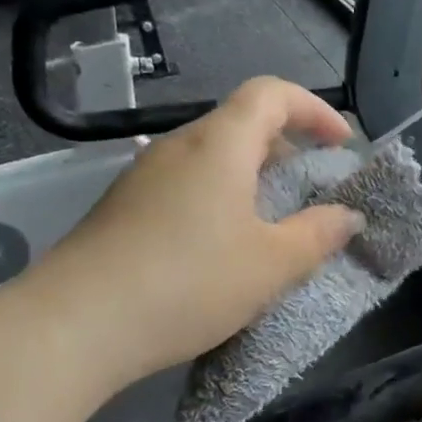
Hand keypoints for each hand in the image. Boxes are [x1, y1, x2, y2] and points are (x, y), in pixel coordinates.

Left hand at [24, 77, 364, 393]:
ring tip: (272, 225)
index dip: (314, 110)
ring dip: (252, 177)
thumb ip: (318, 234)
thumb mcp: (272, 264)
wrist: (74, 327)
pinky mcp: (123, 208)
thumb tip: (347, 216)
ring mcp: (144, 176)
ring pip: (212, 157)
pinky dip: (220, 198)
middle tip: (311, 191)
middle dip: (287, 148)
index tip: (342, 145)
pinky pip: (186, 184)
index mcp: (219, 144)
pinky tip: (222, 248)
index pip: (272, 94)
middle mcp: (178, 146)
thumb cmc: (189, 283)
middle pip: (241, 123)